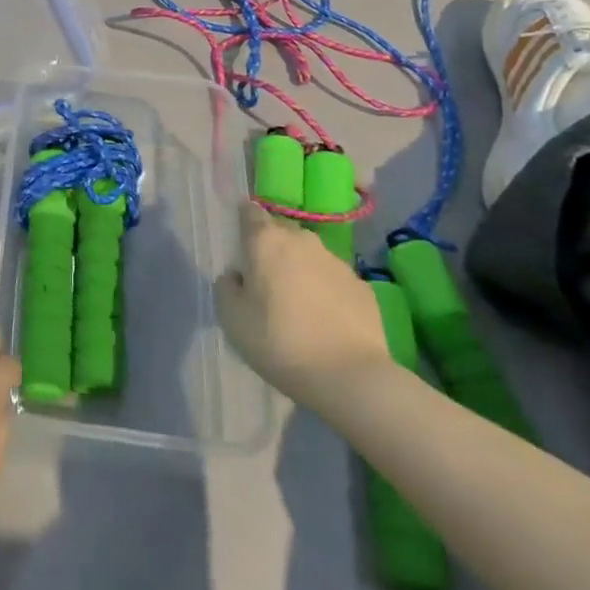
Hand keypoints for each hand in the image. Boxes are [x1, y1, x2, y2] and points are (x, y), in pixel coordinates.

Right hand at [215, 203, 389, 410]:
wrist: (350, 376)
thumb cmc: (280, 342)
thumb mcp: (232, 319)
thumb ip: (226, 288)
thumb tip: (237, 276)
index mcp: (266, 240)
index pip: (250, 212)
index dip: (243, 221)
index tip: (240, 243)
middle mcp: (302, 240)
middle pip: (281, 232)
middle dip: (272, 248)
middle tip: (266, 280)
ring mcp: (336, 261)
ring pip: (310, 255)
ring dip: (300, 269)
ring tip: (297, 304)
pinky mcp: (362, 286)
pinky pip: (334, 279)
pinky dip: (326, 290)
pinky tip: (325, 320)